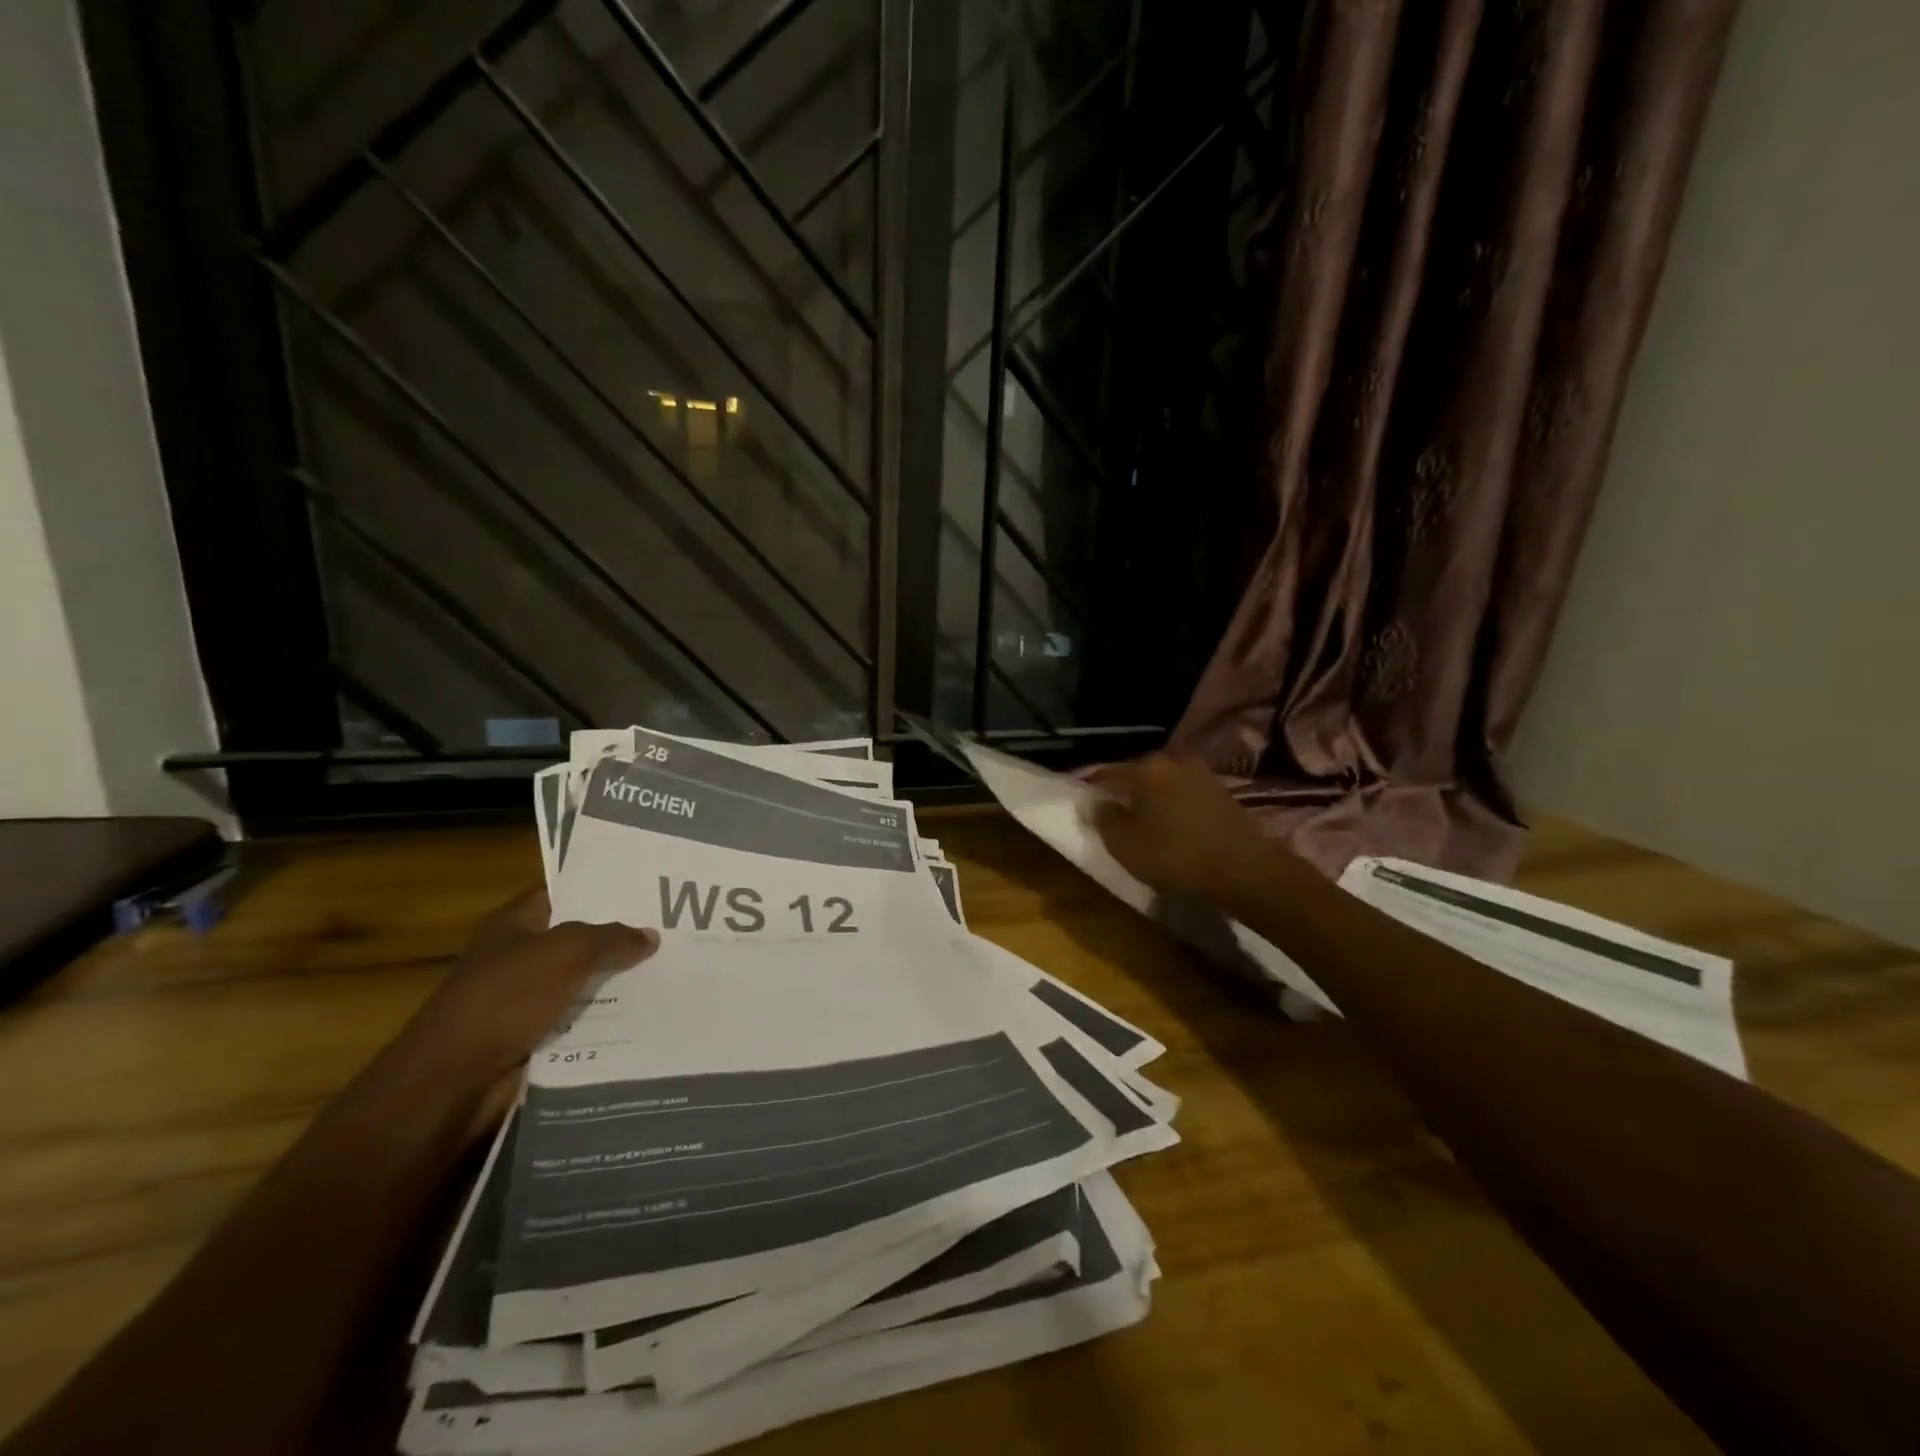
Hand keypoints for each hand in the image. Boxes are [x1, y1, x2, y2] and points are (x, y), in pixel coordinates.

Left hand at [395, 890, 658, 1132]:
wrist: (452, 1082)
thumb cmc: (505, 1000)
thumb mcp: (566, 953)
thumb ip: (611, 939)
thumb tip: (650, 936)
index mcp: (515, 925)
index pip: (564, 894)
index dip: (603, 888)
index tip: (649, 889)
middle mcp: (520, 958)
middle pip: (579, 940)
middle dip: (620, 938)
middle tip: (674, 931)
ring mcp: (525, 1001)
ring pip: (584, 983)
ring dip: (619, 983)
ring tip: (672, 973)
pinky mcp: (533, 1039)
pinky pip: (581, 1022)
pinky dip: (608, 1021)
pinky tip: (647, 1015)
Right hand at [1086, 755, 1272, 904]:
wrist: (1243, 869)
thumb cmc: (1174, 855)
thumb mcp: (1124, 845)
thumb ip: (1103, 819)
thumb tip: (1096, 803)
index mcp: (1144, 769)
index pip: (1107, 774)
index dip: (1092, 789)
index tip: (1084, 803)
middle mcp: (1172, 762)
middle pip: (1138, 776)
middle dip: (1126, 793)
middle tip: (1116, 816)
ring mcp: (1202, 775)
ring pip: (1164, 785)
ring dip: (1154, 801)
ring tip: (1147, 824)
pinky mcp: (1223, 793)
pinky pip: (1187, 796)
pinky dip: (1176, 808)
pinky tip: (1175, 827)